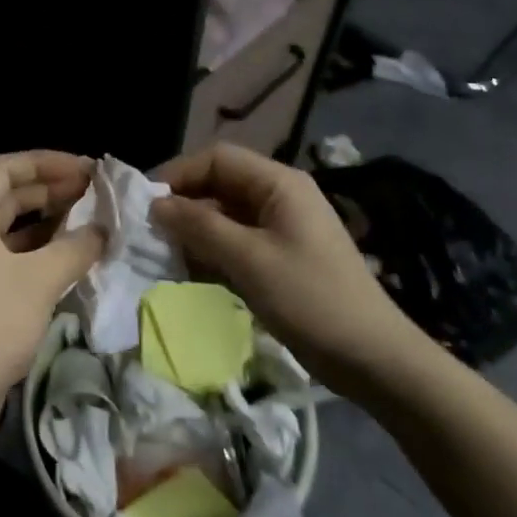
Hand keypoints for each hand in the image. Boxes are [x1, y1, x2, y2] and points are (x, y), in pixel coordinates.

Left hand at [0, 152, 104, 453]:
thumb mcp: (40, 280)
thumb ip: (76, 248)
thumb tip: (102, 230)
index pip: (5, 169)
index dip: (46, 162)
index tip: (86, 169)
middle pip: (8, 196)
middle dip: (51, 189)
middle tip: (94, 192)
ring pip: (13, 230)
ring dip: (49, 222)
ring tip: (90, 221)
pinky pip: (13, 259)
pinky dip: (41, 253)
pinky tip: (71, 259)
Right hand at [152, 143, 428, 401]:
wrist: (371, 357)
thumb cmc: (310, 298)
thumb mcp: (248, 259)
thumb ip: (199, 226)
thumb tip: (156, 204)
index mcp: (279, 184)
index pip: (217, 159)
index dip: (178, 174)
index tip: (144, 203)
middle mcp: (280, 197)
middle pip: (219, 185)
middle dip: (183, 205)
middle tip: (148, 232)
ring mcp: (282, 228)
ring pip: (225, 216)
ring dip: (194, 232)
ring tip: (163, 255)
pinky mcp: (280, 258)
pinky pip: (236, 242)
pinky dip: (211, 252)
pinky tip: (189, 273)